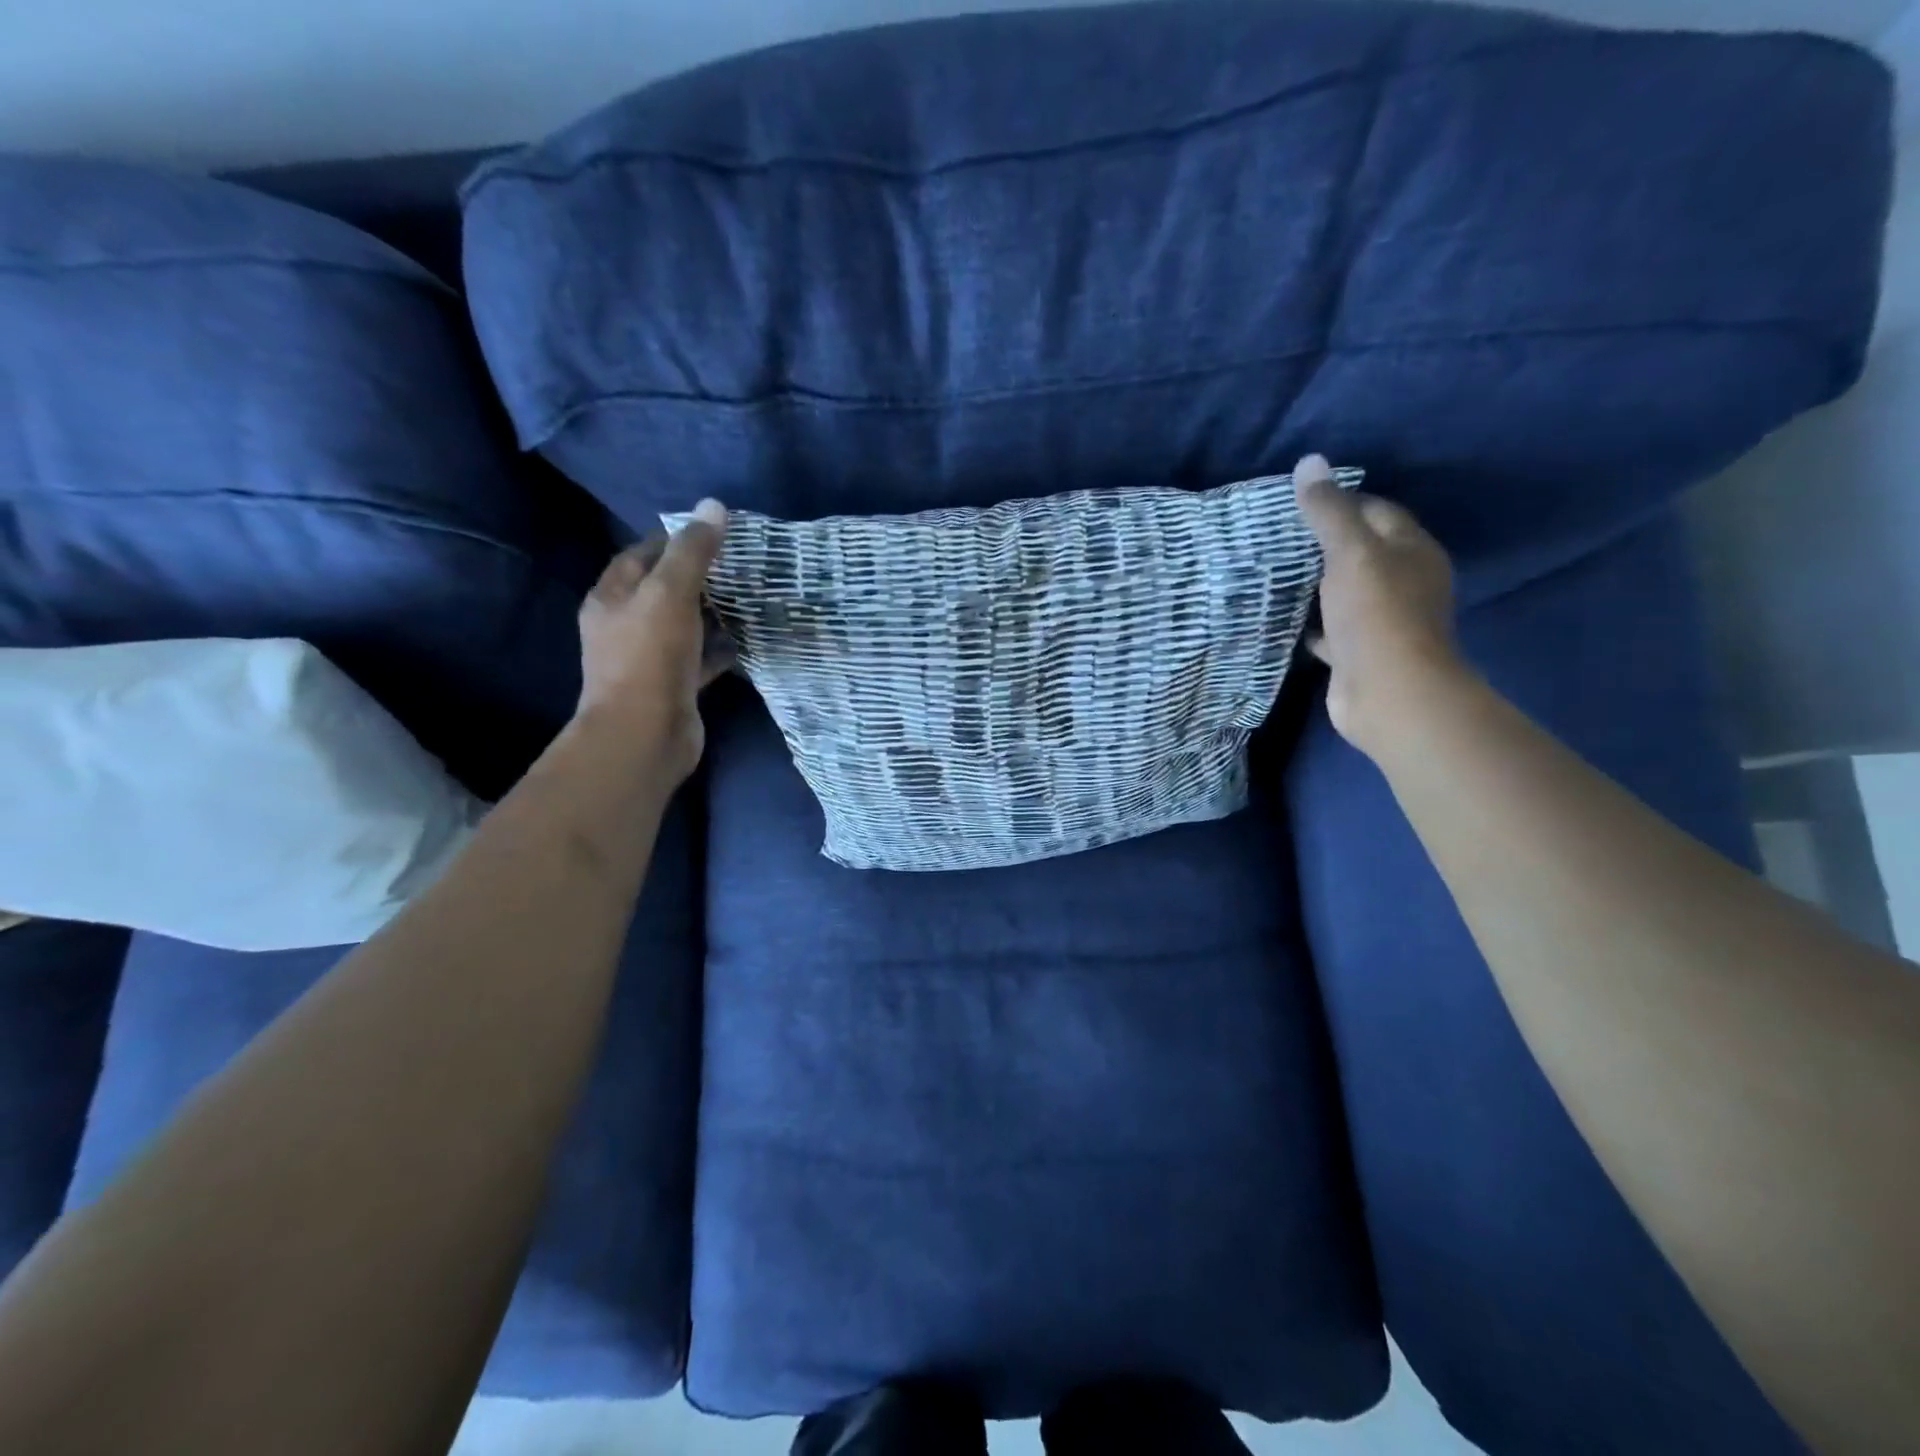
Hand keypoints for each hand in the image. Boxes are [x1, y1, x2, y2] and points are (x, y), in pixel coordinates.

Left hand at [576, 499, 730, 780]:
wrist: (646, 734)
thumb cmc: (650, 657)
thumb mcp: (670, 593)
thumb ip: (693, 552)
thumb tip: (714, 506)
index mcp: (612, 597)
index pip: (641, 555)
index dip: (673, 539)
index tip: (713, 533)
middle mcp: (625, 625)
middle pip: (663, 590)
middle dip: (698, 576)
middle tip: (739, 564)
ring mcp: (650, 659)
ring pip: (684, 625)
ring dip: (712, 613)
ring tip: (749, 596)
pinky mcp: (674, 686)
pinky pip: (700, 658)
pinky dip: (721, 648)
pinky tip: (748, 640)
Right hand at [1293, 455, 1464, 759]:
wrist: (1388, 693)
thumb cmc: (1375, 614)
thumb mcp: (1350, 553)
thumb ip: (1328, 510)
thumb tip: (1309, 462)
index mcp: (1411, 550)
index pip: (1376, 510)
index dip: (1340, 501)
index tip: (1297, 502)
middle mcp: (1403, 582)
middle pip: (1361, 551)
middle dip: (1323, 543)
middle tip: (1276, 535)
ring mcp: (1382, 620)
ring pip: (1344, 591)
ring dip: (1315, 583)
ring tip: (1272, 571)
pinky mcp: (1359, 652)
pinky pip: (1330, 629)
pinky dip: (1310, 622)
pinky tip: (1281, 616)